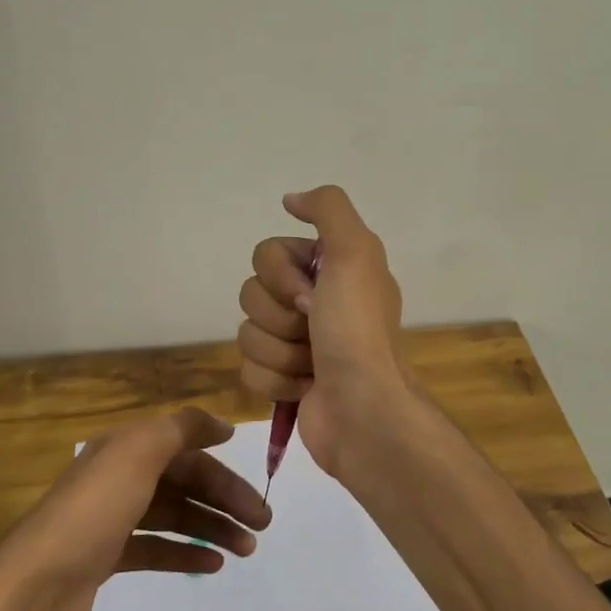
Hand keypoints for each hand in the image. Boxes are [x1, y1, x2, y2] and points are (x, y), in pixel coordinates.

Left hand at [0, 407, 271, 610]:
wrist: (34, 589)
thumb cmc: (92, 513)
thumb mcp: (137, 454)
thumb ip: (180, 429)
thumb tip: (220, 424)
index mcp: (125, 449)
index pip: (185, 448)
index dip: (221, 460)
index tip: (257, 476)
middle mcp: (119, 477)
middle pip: (183, 481)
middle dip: (224, 498)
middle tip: (263, 524)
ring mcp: (111, 519)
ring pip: (174, 515)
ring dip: (212, 526)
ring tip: (247, 548)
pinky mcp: (107, 558)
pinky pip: (156, 548)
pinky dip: (185, 552)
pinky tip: (212, 564)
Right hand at [237, 185, 416, 475]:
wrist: (363, 410)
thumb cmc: (358, 330)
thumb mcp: (356, 252)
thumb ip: (328, 209)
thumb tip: (290, 199)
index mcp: (328, 269)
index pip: (265, 254)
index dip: (280, 276)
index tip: (311, 296)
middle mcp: (311, 301)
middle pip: (251, 293)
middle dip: (278, 317)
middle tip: (312, 331)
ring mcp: (296, 343)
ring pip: (247, 333)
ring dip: (279, 352)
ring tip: (312, 365)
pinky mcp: (283, 380)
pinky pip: (249, 369)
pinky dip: (275, 381)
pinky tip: (304, 388)